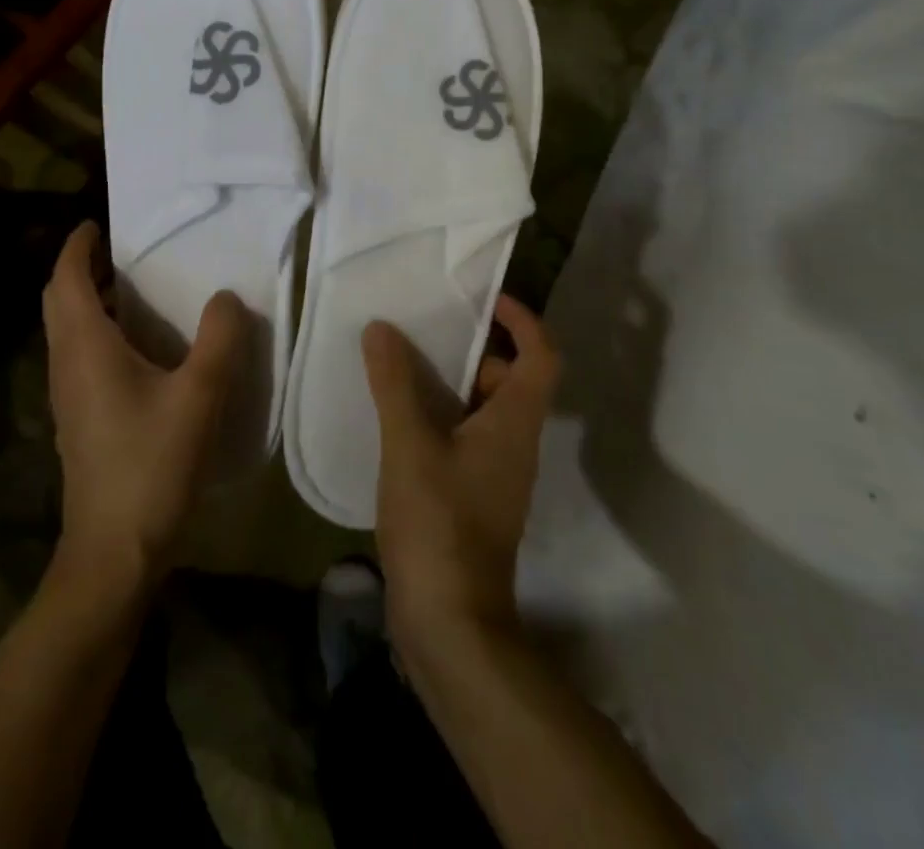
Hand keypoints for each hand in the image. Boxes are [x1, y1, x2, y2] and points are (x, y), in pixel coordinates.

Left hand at [41, 222, 247, 597]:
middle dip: (81, 269)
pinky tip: (138, 348)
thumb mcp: (199, 397)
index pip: (66, 279)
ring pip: (66, 330)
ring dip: (88, 300)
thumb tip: (226, 297)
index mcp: (86, 347)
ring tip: (133, 289)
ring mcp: (67, 396)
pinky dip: (97, 332)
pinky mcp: (78, 420)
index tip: (98, 225)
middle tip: (120, 252)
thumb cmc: (151, 466)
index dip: (78, 247)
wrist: (113, 552)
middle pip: (59, 301)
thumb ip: (219, 339)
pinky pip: (79, 356)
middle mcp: (66, 364)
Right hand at [364, 296, 560, 655]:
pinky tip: (397, 419)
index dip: (523, 320)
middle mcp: (515, 444)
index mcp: (514, 424)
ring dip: (450, 383)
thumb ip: (395, 383)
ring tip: (400, 367)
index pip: (541, 356)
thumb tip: (382, 329)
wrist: (450, 623)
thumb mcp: (410, 445)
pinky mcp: (474, 498)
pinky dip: (439, 417)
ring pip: (483, 410)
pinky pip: (464, 437)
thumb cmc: (439, 524)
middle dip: (473, 349)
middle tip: (425, 333)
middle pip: (510, 379)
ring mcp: (496, 475)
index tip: (486, 299)